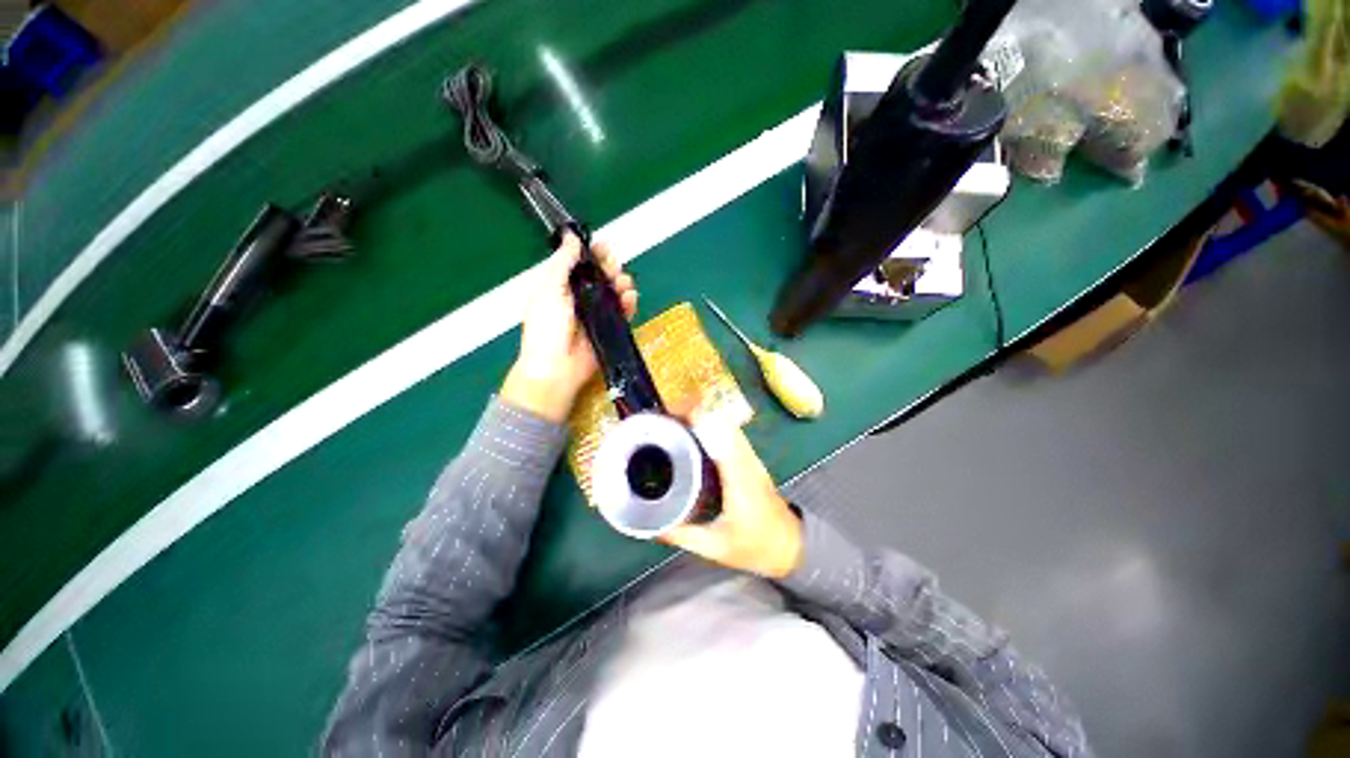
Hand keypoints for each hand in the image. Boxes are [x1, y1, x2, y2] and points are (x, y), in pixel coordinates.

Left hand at [500, 233, 637, 422]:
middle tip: (614, 266)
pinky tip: (630, 297)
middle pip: (600, 277)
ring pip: (614, 293)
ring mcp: (596, 315)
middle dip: (609, 267)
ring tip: (623, 283)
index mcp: (561, 286)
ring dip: (621, 283)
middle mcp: (580, 298)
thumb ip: (562, 262)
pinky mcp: (610, 329)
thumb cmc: (547, 326)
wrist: (556, 368)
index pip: (580, 264)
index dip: (592, 253)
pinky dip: (629, 303)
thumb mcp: (549, 288)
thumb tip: (571, 236)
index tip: (604, 245)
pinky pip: (623, 313)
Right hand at [663, 417, 803, 578]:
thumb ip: (683, 535)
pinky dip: (715, 427)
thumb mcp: (715, 547)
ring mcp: (752, 459)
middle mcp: (747, 462)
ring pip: (730, 426)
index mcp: (739, 479)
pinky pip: (733, 435)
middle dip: (697, 414)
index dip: (699, 419)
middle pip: (724, 423)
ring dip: (706, 418)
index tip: (674, 415)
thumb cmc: (755, 546)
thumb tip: (653, 525)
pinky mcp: (752, 461)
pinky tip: (697, 435)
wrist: (791, 546)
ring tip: (678, 423)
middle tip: (669, 419)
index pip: (721, 437)